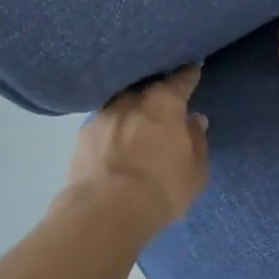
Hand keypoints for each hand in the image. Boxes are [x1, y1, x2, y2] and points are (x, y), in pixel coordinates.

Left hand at [66, 66, 209, 231]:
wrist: (104, 212)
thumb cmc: (161, 189)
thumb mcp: (195, 172)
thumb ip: (197, 141)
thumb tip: (194, 120)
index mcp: (164, 103)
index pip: (181, 79)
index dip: (189, 73)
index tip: (193, 66)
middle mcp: (132, 99)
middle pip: (148, 86)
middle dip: (158, 90)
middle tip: (165, 98)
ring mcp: (103, 114)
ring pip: (122, 102)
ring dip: (131, 107)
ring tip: (137, 118)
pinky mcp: (82, 134)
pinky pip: (104, 122)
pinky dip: (112, 127)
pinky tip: (114, 138)